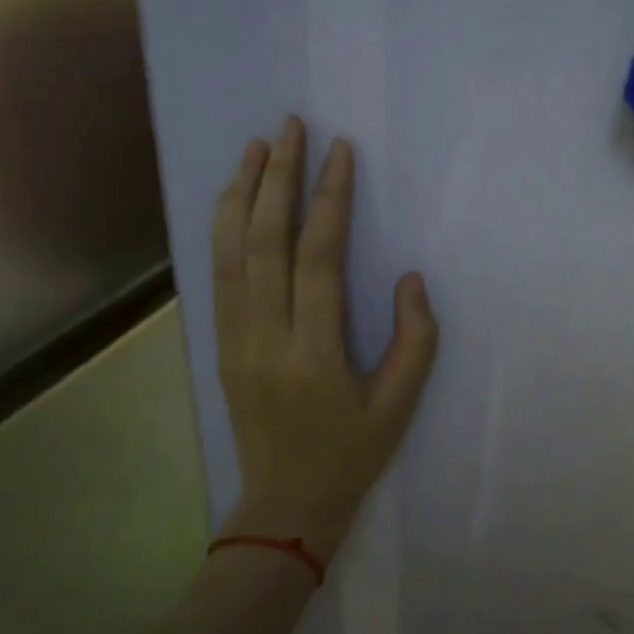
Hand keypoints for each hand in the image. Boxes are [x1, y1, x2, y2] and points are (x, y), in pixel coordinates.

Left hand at [211, 116, 438, 562]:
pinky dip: (223, 230)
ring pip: (230, 254)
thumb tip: (408, 277)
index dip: (329, 200)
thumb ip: (415, 339)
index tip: (339, 153)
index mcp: (314, 354)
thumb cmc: (352, 454)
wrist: (285, 505)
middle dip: (277, 178)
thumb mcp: (401, 405)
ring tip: (255, 147)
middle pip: (265, 242)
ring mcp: (234, 340)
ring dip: (241, 194)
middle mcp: (265, 338)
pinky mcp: (222, 345)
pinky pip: (218, 276)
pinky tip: (233, 200)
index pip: (319, 259)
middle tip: (290, 127)